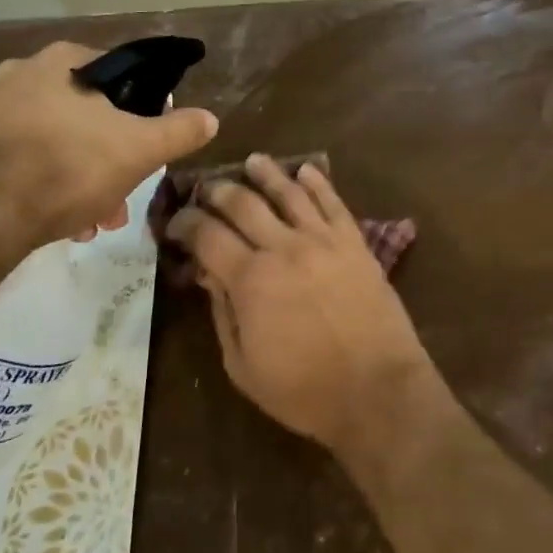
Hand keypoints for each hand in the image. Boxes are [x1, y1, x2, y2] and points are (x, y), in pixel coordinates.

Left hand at [0, 42, 217, 259]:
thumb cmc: (66, 168)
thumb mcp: (138, 149)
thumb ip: (179, 131)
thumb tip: (211, 118)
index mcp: (62, 61)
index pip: (121, 73)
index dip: (145, 109)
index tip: (151, 142)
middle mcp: (21, 74)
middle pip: (89, 114)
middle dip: (113, 157)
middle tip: (125, 194)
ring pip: (60, 141)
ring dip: (86, 178)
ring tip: (98, 220)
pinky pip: (27, 160)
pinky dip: (50, 185)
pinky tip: (64, 222)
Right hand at [166, 154, 433, 456]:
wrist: (376, 389)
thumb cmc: (304, 390)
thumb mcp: (243, 367)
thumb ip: (223, 314)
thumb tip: (210, 275)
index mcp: (250, 279)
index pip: (207, 235)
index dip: (185, 223)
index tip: (175, 222)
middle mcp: (283, 246)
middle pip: (243, 203)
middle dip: (218, 191)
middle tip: (206, 188)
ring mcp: (322, 239)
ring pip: (288, 192)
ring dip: (266, 173)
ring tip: (253, 161)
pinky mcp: (354, 241)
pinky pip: (332, 201)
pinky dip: (317, 182)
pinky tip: (306, 169)